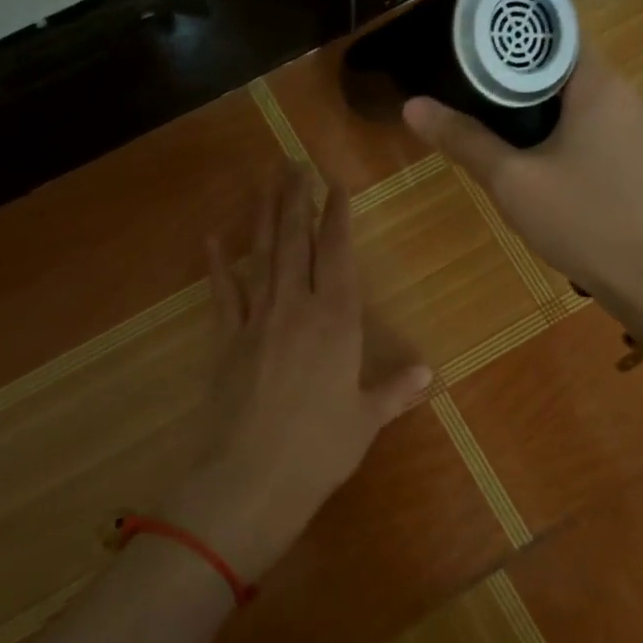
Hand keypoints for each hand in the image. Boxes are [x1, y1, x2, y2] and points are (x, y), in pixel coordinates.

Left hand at [161, 165, 432, 579]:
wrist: (250, 479)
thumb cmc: (319, 450)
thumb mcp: (365, 420)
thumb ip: (395, 391)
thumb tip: (428, 373)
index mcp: (337, 321)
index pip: (337, 254)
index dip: (336, 216)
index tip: (334, 183)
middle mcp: (296, 308)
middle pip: (296, 242)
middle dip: (296, 200)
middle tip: (293, 163)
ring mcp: (256, 320)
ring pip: (262, 256)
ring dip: (264, 217)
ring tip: (264, 181)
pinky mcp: (225, 340)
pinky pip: (223, 293)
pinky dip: (219, 264)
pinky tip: (214, 238)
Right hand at [404, 45, 642, 334]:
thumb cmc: (585, 223)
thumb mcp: (514, 183)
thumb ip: (465, 140)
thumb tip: (413, 106)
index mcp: (602, 84)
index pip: (555, 33)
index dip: (513, 41)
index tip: (476, 57)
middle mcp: (633, 93)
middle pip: (570, 70)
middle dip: (525, 86)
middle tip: (481, 107)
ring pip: (589, 104)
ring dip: (551, 116)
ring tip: (512, 144)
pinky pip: (608, 131)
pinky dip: (578, 138)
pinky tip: (556, 173)